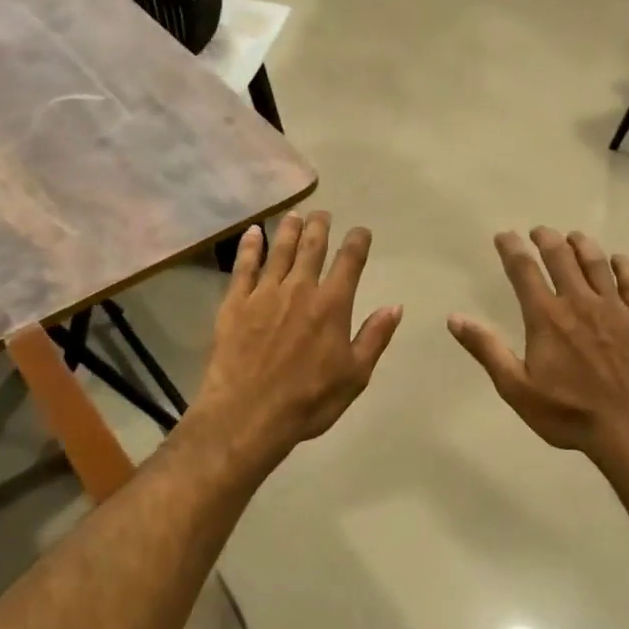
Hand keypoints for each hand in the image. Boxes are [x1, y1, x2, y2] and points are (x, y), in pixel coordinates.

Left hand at [190, 211, 401, 470]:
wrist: (247, 414)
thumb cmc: (308, 401)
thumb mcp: (354, 376)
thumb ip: (374, 337)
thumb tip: (394, 306)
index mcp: (332, 306)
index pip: (350, 263)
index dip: (357, 242)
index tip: (361, 231)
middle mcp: (299, 289)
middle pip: (312, 248)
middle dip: (320, 227)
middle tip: (322, 214)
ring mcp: (263, 294)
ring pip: (278, 251)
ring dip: (288, 230)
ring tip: (294, 215)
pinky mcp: (234, 304)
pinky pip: (243, 267)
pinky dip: (250, 247)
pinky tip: (252, 234)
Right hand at [449, 229, 628, 480]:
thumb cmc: (570, 413)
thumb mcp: (517, 388)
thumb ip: (487, 350)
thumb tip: (455, 318)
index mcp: (547, 317)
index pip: (524, 271)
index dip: (512, 249)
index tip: (504, 235)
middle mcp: (580, 303)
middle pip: (562, 258)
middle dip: (547, 239)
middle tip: (538, 231)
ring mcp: (616, 309)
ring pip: (597, 264)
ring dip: (582, 245)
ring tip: (573, 237)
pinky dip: (623, 265)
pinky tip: (618, 260)